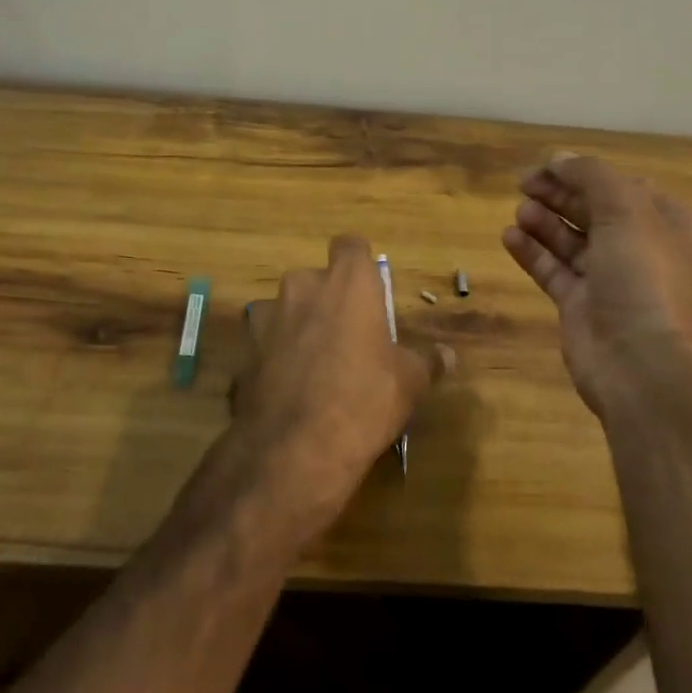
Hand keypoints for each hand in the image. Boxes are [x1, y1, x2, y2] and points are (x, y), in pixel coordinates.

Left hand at [237, 235, 443, 532]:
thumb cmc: (364, 400)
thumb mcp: (408, 383)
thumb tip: (447, 355)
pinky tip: (289, 390)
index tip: (367, 287)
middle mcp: (303, 287)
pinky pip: (265, 344)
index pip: (350, 245)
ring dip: (299, 326)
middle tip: (347, 336)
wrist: (295, 447)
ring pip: (286, 309)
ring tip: (315, 366)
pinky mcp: (245, 349)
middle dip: (328, 299)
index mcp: (347, 283)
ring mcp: (267, 316)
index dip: (358, 262)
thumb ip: (426, 362)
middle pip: (316, 279)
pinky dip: (276, 357)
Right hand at [501, 154, 691, 419]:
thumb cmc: (645, 279)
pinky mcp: (582, 308)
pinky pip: (554, 270)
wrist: (645, 368)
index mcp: (670, 226)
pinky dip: (532, 252)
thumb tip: (559, 158)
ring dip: (544, 221)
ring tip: (520, 210)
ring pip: (572, 241)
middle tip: (524, 183)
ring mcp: (612, 282)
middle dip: (561, 194)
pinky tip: (509, 236)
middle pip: (595, 211)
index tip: (548, 166)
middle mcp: (643, 251)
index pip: (625, 187)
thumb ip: (591, 176)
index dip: (586, 173)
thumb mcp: (627, 211)